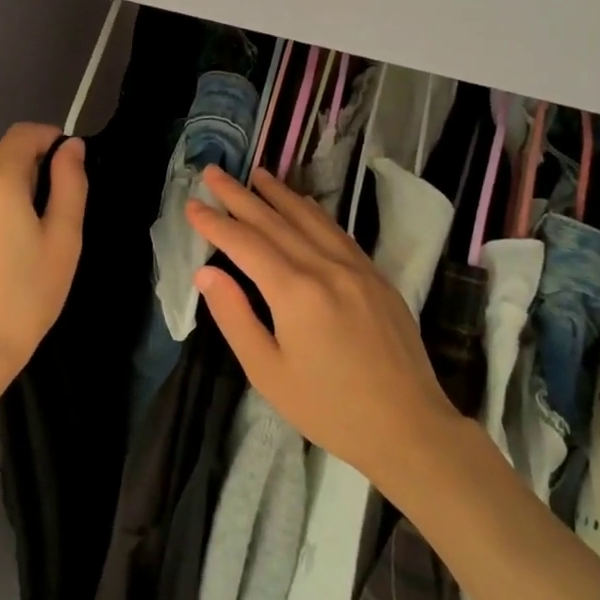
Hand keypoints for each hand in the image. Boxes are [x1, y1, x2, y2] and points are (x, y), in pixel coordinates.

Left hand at [0, 123, 87, 404]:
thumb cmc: (25, 295)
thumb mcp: (63, 238)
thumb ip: (70, 184)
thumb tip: (71, 147)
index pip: (24, 133)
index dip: (51, 138)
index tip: (71, 165)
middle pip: (7, 159)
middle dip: (35, 174)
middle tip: (57, 219)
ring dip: (14, 196)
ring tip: (31, 243)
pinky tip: (3, 255)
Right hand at [187, 166, 455, 488]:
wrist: (408, 427)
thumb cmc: (329, 408)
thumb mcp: (268, 373)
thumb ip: (235, 317)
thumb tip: (207, 272)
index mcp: (295, 292)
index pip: (245, 244)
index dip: (215, 222)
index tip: (191, 204)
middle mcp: (325, 268)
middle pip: (274, 221)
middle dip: (239, 195)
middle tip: (213, 171)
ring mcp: (356, 268)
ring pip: (309, 218)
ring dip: (278, 193)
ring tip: (256, 174)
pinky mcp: (376, 276)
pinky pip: (337, 231)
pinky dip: (313, 212)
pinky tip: (302, 203)